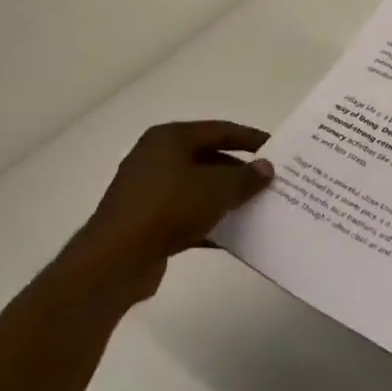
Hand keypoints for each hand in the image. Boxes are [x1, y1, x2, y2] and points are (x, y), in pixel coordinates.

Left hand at [66, 120, 273, 307]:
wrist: (115, 260)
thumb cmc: (168, 208)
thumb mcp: (216, 189)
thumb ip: (246, 178)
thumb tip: (266, 167)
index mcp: (169, 138)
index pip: (219, 130)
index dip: (250, 138)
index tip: (276, 148)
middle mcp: (156, 158)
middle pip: (208, 158)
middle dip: (239, 172)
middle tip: (268, 183)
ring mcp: (148, 191)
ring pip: (197, 188)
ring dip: (224, 199)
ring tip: (256, 208)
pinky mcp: (145, 221)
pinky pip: (185, 215)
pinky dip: (207, 222)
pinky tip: (232, 236)